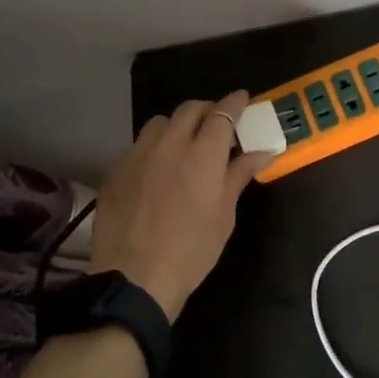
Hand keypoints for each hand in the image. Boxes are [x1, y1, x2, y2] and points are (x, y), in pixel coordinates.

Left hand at [89, 91, 271, 321]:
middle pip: (190, 109)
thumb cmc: (191, 251)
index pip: (222, 113)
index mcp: (203, 154)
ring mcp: (138, 154)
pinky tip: (157, 166)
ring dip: (178, 124)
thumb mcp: (224, 216)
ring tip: (185, 141)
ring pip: (160, 122)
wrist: (134, 278)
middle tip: (217, 122)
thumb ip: (239, 176)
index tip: (243, 99)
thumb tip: (262, 152)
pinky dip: (154, 146)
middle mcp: (170, 143)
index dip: (235, 102)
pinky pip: (138, 144)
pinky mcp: (116, 169)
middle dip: (207, 109)